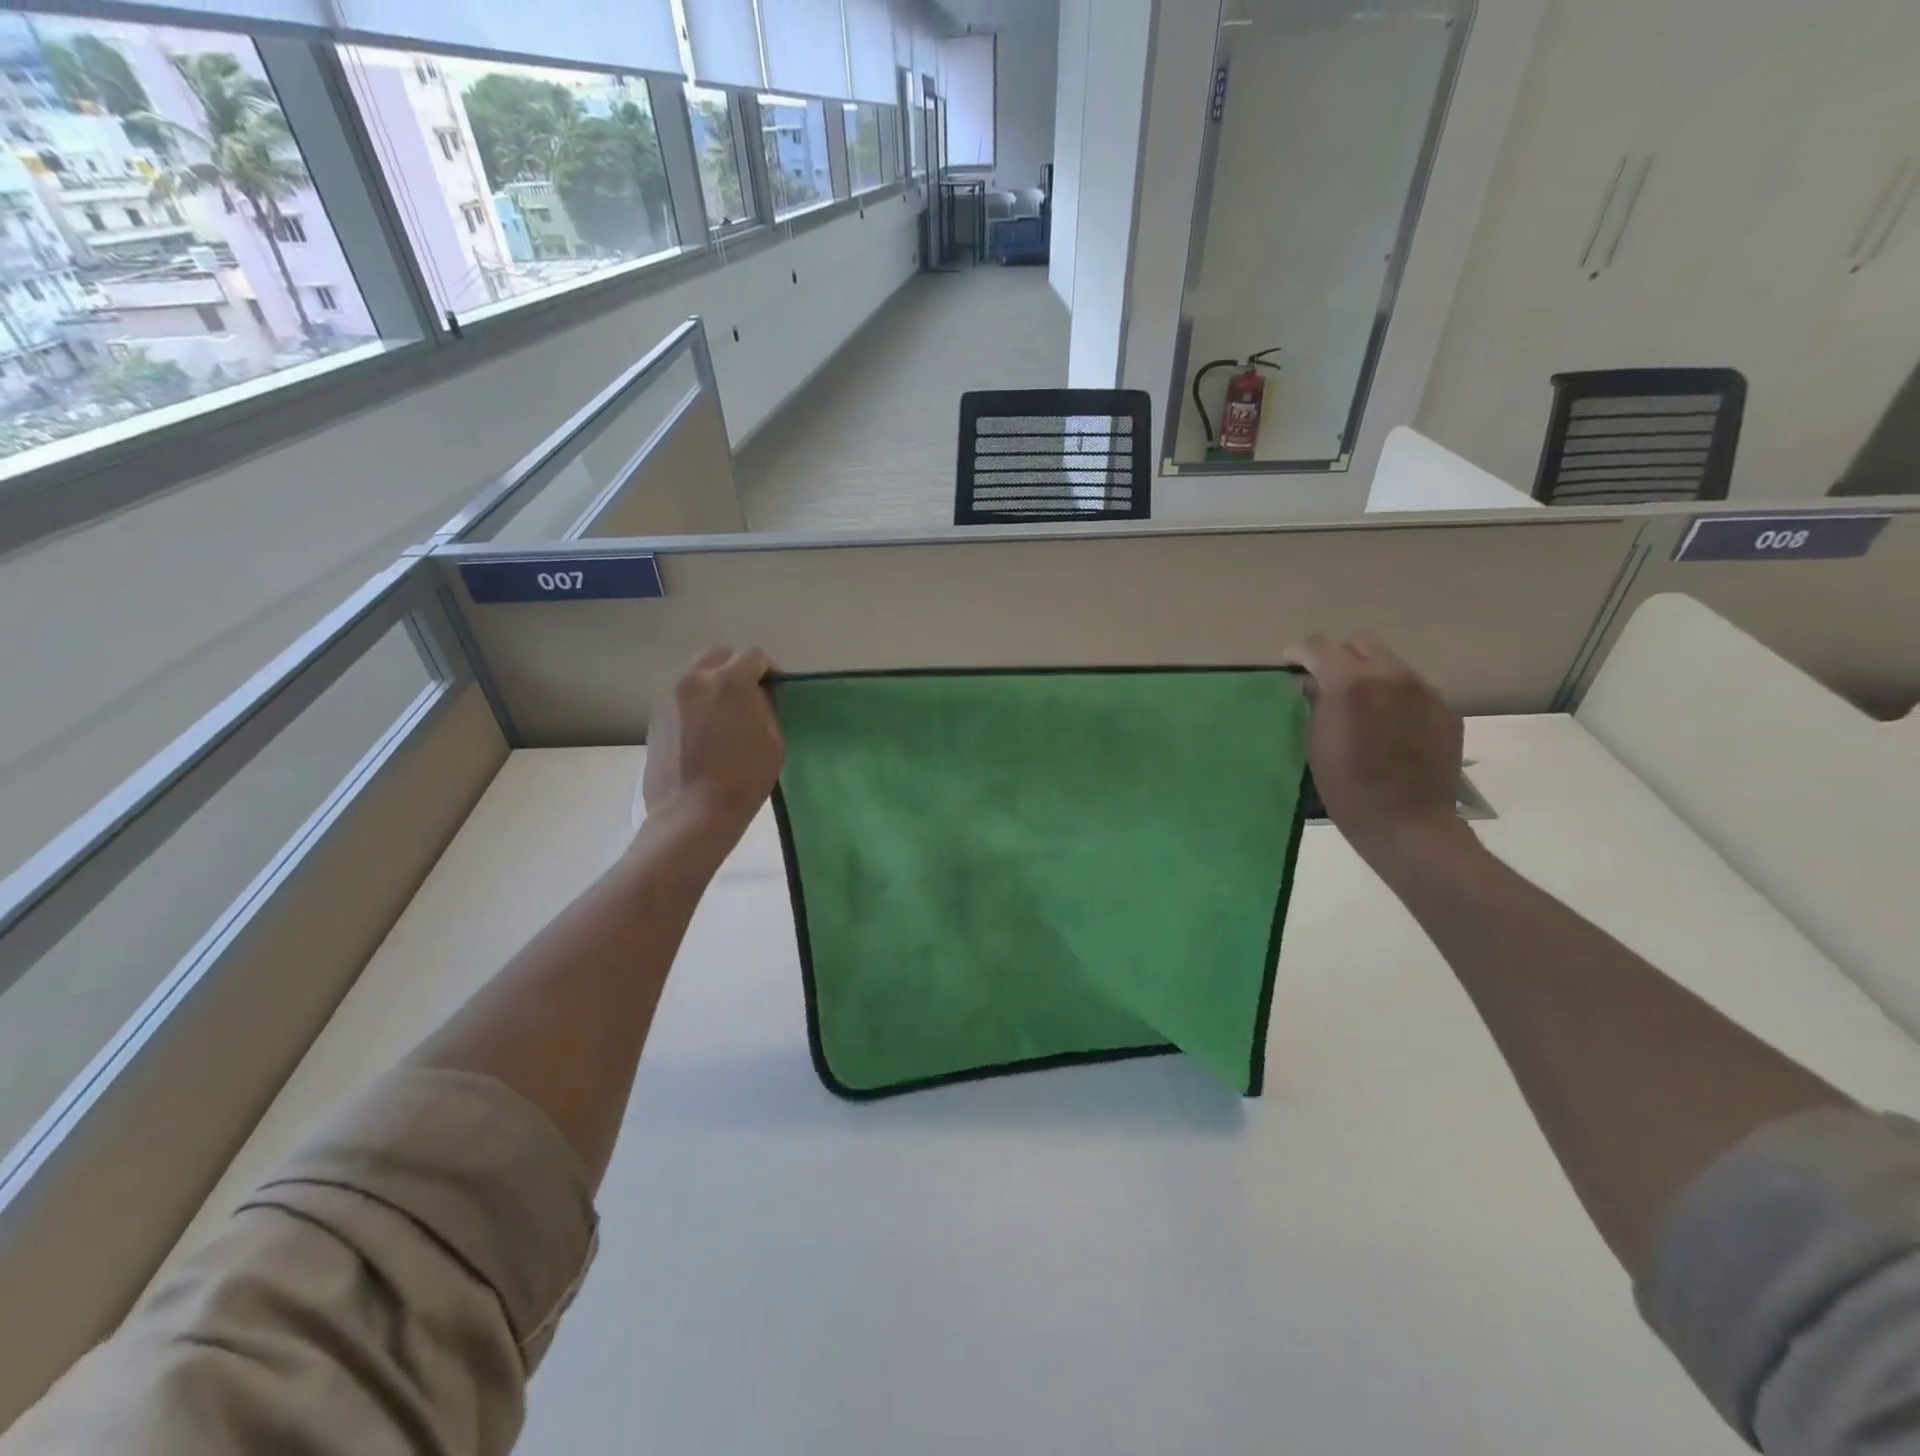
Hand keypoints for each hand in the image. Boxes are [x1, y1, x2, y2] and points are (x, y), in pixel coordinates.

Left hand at [642, 647, 784, 849]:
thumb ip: (766, 708)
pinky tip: (705, 733)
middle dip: (737, 669)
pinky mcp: (656, 718)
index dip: (769, 669)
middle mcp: (696, 679)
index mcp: (730, 681)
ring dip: (714, 686)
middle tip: (749, 697)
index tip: (775, 690)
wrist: (692, 813)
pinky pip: (682, 698)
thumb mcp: (774, 740)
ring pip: (697, 676)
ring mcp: (671, 697)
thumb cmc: (744, 779)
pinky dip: (696, 705)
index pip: (754, 656)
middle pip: (720, 656)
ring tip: (725, 717)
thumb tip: (756, 698)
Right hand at [1284, 632, 1471, 869]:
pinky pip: (1413, 690)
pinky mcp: (1445, 709)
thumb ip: (1315, 703)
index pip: (1320, 646)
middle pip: (1361, 641)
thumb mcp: (1315, 743)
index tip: (1292, 665)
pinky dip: (1395, 698)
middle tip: (1327, 681)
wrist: (1406, 821)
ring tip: (1362, 706)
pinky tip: (1389, 727)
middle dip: (1340, 655)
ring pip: (1390, 663)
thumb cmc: (1346, 786)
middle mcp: (1391, 675)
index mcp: (1350, 682)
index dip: (1301, 653)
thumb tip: (1314, 683)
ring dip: (1370, 675)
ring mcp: (1424, 690)